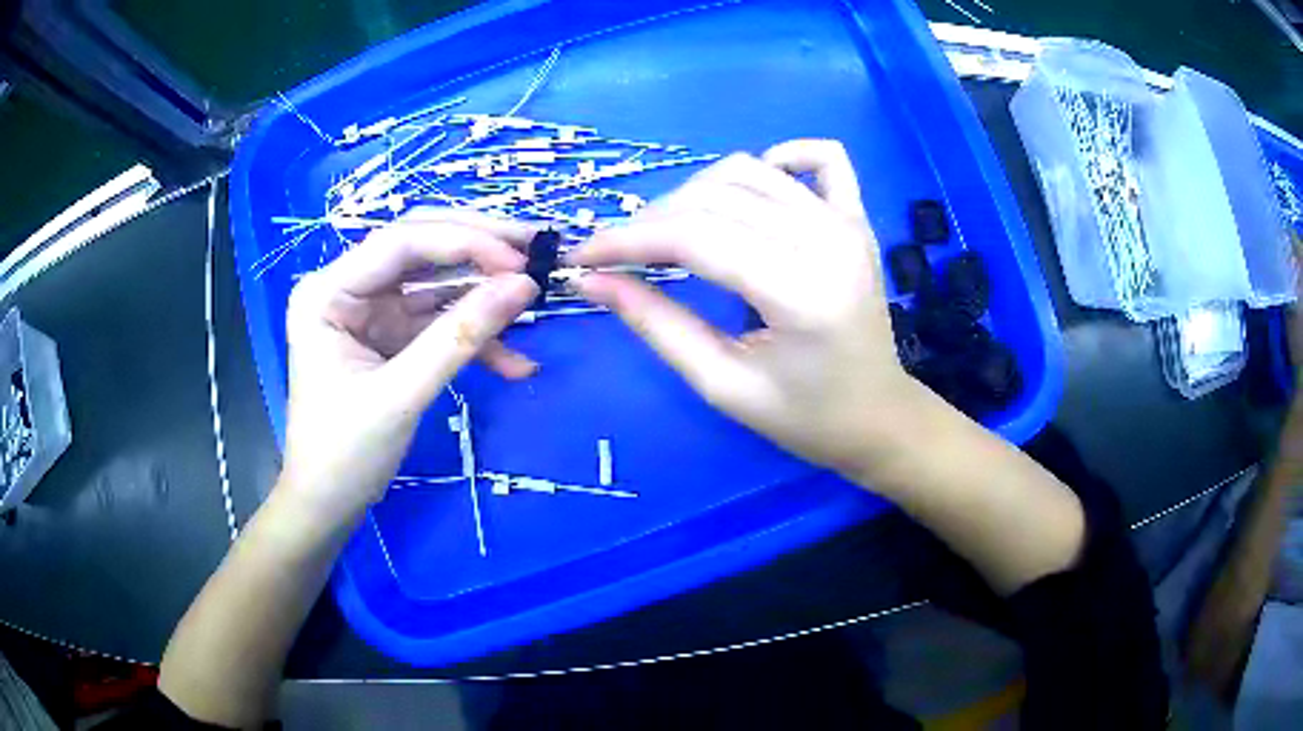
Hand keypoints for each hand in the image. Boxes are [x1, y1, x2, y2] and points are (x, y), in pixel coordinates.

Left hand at [280, 211, 539, 520]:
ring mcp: (370, 311)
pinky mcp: (390, 336)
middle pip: (421, 248)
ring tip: (536, 298)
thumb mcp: (402, 394)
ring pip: (437, 283)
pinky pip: (438, 322)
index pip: (401, 242)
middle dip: (481, 251)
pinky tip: (513, 363)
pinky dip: (474, 339)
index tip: (522, 261)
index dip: (465, 242)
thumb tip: (525, 285)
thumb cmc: (345, 454)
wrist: (327, 505)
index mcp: (328, 290)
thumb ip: (460, 337)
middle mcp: (347, 286)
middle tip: (539, 250)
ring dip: (484, 296)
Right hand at [569, 140, 929, 479]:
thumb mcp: (723, 386)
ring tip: (668, 234)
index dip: (629, 240)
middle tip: (617, 255)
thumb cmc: (805, 418)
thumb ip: (657, 326)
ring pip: (749, 171)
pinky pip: (821, 158)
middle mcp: (828, 240)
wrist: (878, 417)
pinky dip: (778, 158)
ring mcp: (847, 222)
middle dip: (651, 221)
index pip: (696, 238)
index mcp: (802, 293)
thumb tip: (592, 281)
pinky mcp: (856, 217)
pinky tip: (748, 189)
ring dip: (693, 193)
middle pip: (715, 199)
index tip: (582, 256)